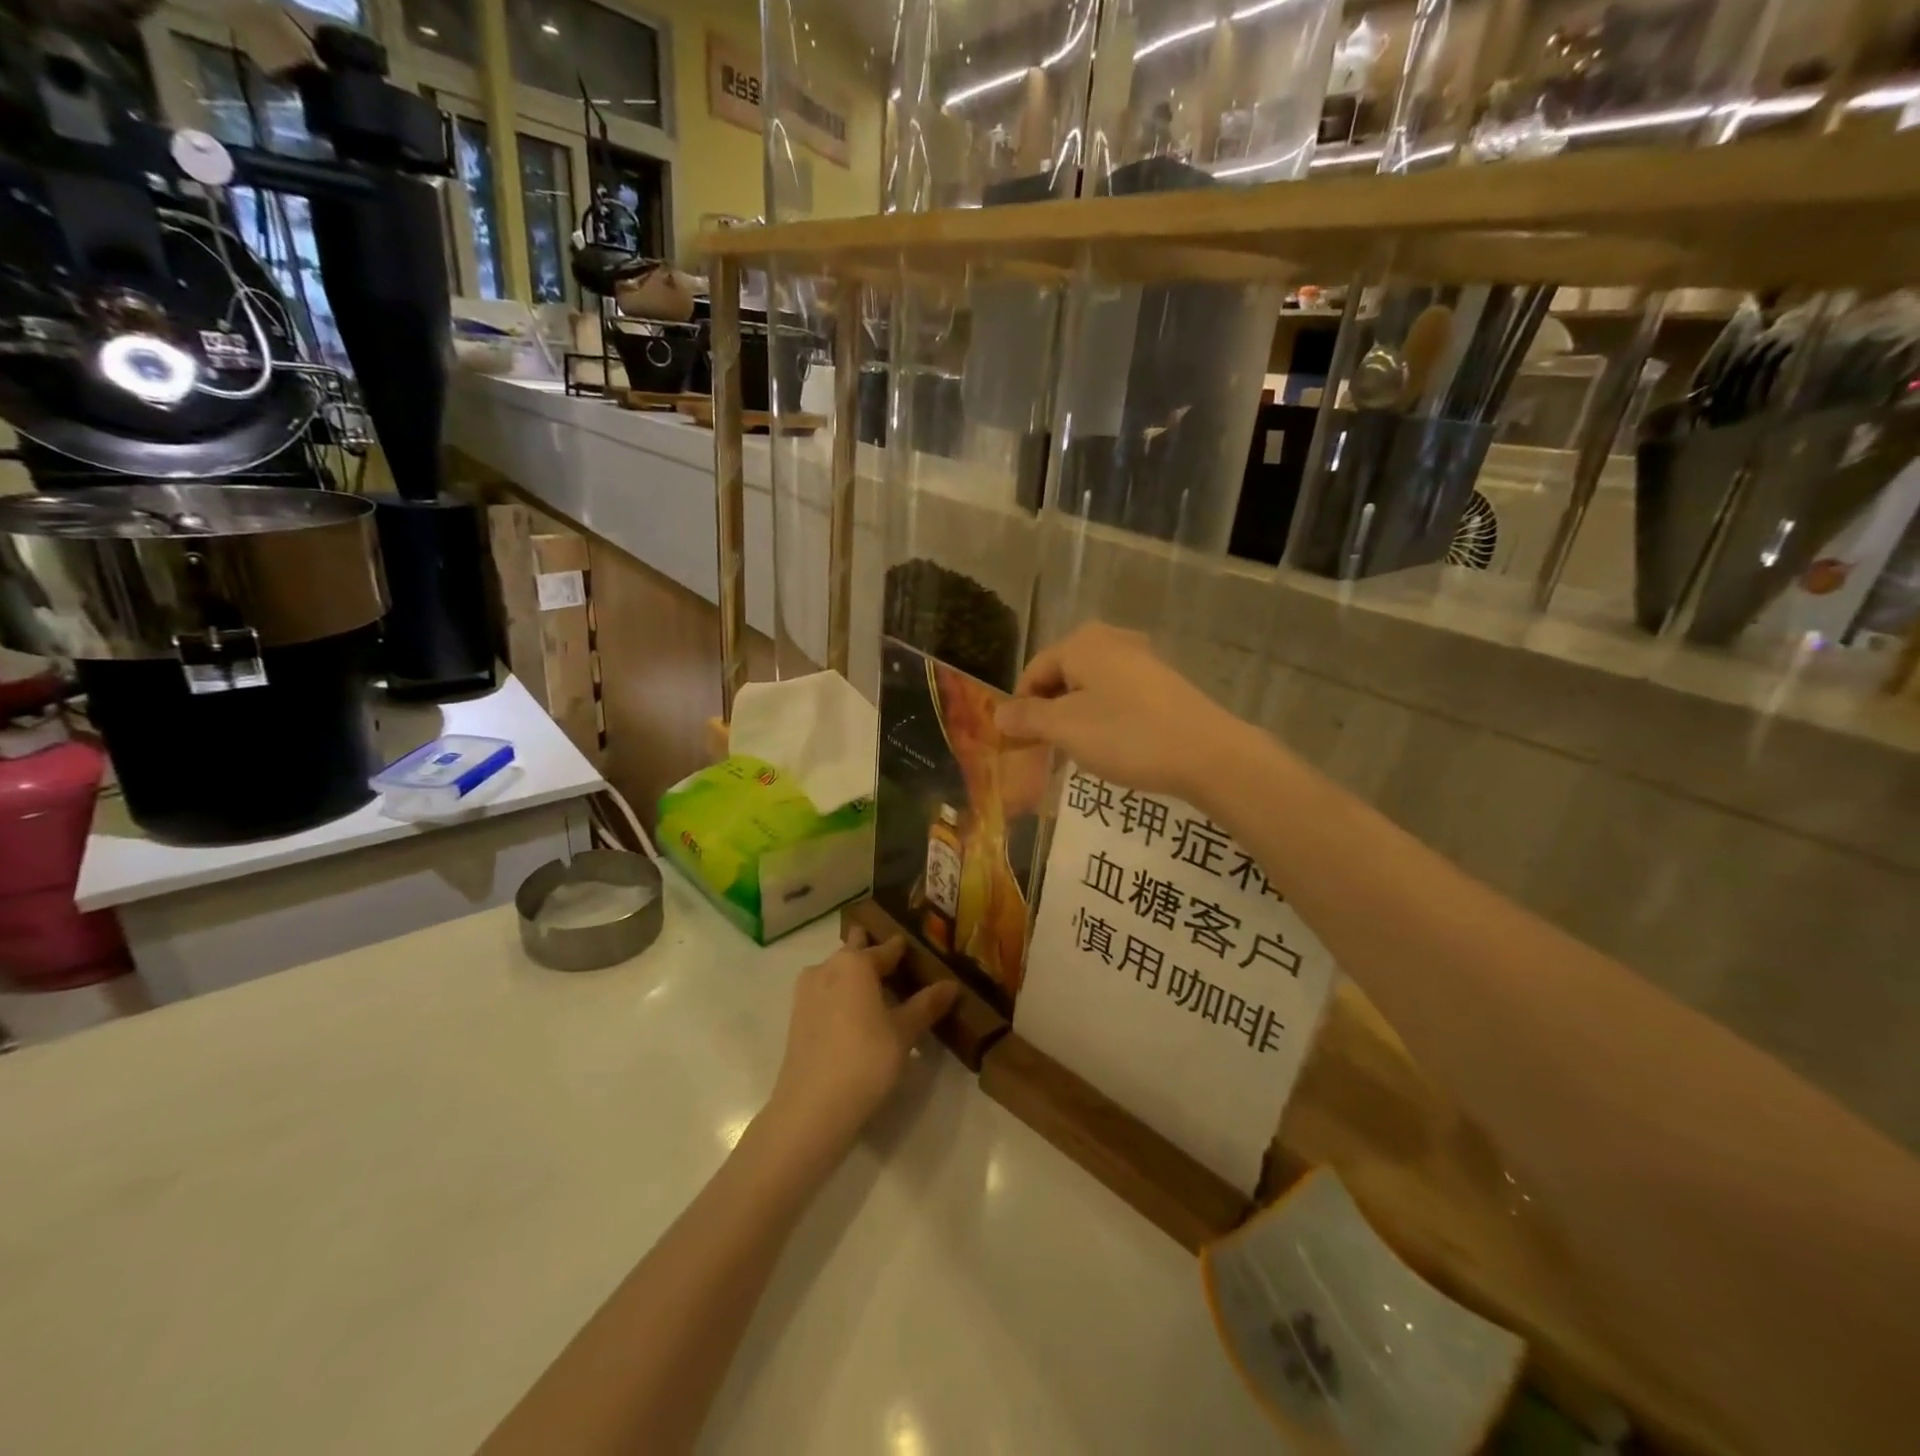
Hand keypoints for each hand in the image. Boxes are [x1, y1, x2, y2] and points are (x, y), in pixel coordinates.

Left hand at [764, 928, 958, 1159]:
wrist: (812, 1106)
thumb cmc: (866, 1059)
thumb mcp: (904, 1032)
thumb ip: (926, 1005)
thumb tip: (952, 984)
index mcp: (855, 963)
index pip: (885, 949)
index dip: (901, 948)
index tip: (913, 946)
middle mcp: (827, 967)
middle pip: (854, 952)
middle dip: (870, 952)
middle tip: (893, 962)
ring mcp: (807, 992)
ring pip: (835, 972)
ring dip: (853, 976)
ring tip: (876, 990)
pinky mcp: (796, 1017)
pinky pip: (824, 993)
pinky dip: (840, 995)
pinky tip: (854, 1014)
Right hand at [994, 624, 1248, 801]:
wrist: (1208, 754)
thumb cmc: (1126, 735)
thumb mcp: (1066, 729)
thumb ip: (1028, 718)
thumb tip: (998, 713)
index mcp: (1082, 643)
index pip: (1034, 670)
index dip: (1020, 706)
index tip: (1019, 742)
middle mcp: (1111, 640)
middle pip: (1062, 675)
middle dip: (1048, 712)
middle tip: (1046, 748)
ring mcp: (1142, 658)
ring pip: (1090, 686)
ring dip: (1076, 717)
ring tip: (1077, 752)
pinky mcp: (1163, 682)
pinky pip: (1117, 694)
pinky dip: (1104, 717)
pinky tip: (1113, 745)